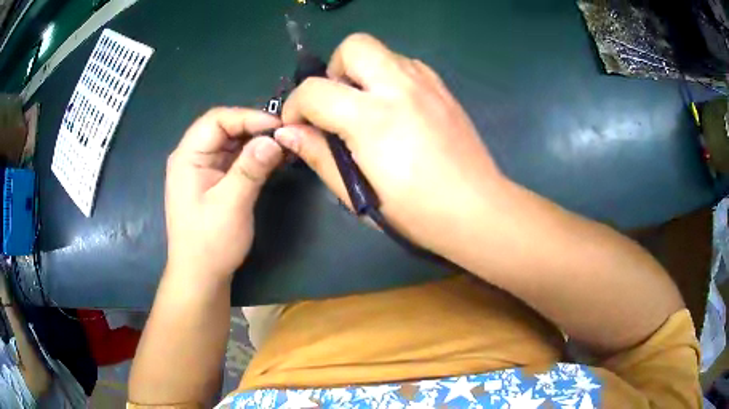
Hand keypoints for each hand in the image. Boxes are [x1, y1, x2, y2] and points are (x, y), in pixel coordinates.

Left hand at [165, 108, 282, 280]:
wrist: (201, 276)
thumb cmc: (210, 243)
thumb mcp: (231, 205)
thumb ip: (251, 169)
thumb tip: (274, 139)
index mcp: (187, 157)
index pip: (217, 120)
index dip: (248, 117)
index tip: (278, 126)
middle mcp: (192, 156)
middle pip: (224, 127)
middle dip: (254, 128)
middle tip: (284, 135)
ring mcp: (202, 168)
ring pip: (231, 141)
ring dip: (256, 141)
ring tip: (283, 145)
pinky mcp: (213, 179)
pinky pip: (233, 158)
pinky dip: (253, 156)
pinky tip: (271, 158)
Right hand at [276, 34, 503, 253]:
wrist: (477, 210)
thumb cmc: (416, 213)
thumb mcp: (357, 193)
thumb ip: (318, 156)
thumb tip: (287, 133)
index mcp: (372, 118)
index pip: (314, 91)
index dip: (295, 107)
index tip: (298, 126)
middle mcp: (399, 87)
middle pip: (354, 45)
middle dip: (334, 70)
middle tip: (337, 105)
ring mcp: (426, 83)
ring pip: (382, 51)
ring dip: (363, 72)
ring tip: (367, 108)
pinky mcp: (443, 88)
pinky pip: (406, 64)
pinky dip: (389, 76)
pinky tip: (396, 108)